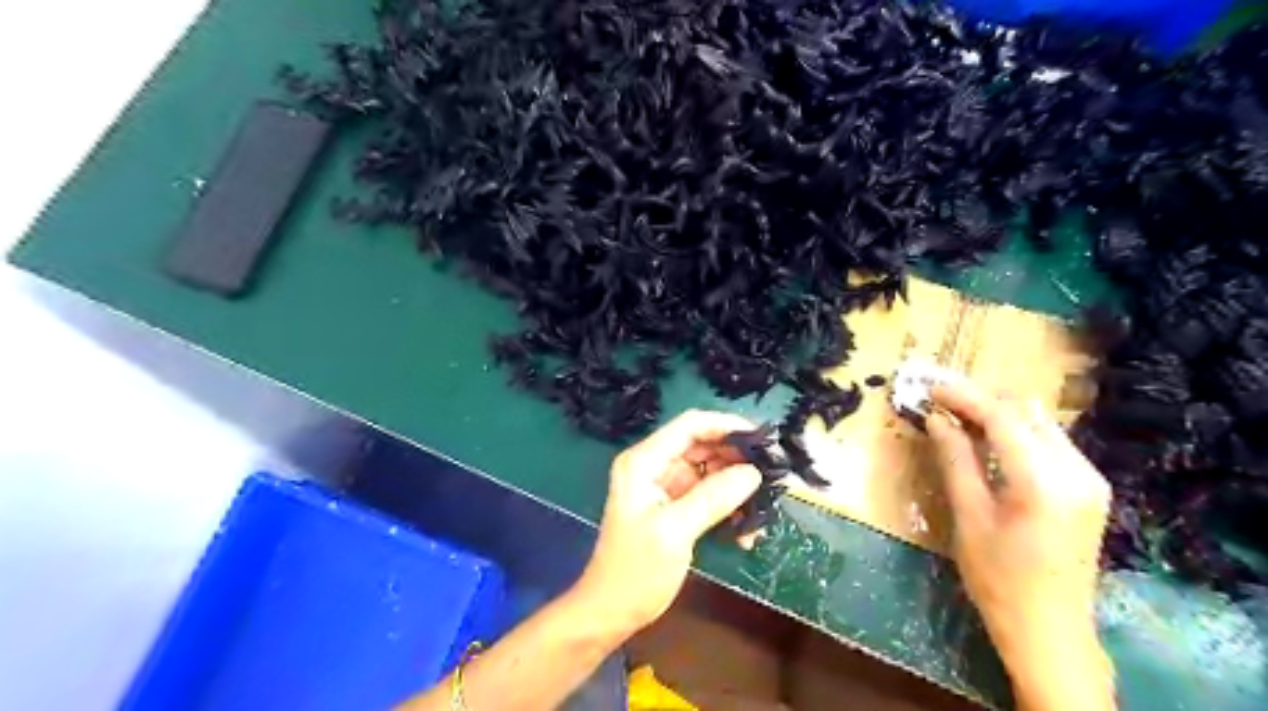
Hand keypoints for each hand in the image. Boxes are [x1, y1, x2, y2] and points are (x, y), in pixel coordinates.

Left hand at [573, 407, 762, 636]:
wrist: (611, 611)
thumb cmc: (635, 571)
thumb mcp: (674, 531)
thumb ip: (713, 498)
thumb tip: (754, 472)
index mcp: (644, 461)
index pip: (690, 425)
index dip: (727, 426)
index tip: (763, 440)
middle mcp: (655, 465)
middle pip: (704, 445)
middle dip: (738, 459)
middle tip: (774, 476)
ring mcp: (666, 485)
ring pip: (712, 470)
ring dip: (738, 487)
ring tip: (763, 509)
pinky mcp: (676, 505)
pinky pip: (711, 494)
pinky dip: (730, 507)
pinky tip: (746, 533)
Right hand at [928, 381, 1111, 708]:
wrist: (1050, 630)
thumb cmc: (998, 578)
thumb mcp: (969, 516)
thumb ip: (955, 460)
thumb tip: (937, 419)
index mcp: (1045, 481)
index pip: (1003, 418)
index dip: (964, 397)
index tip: (930, 388)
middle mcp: (1078, 471)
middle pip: (1026, 414)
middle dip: (981, 400)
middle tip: (940, 400)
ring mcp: (1090, 479)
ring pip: (1040, 424)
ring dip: (999, 414)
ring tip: (958, 415)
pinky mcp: (1089, 489)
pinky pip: (1050, 443)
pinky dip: (1017, 433)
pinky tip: (989, 439)